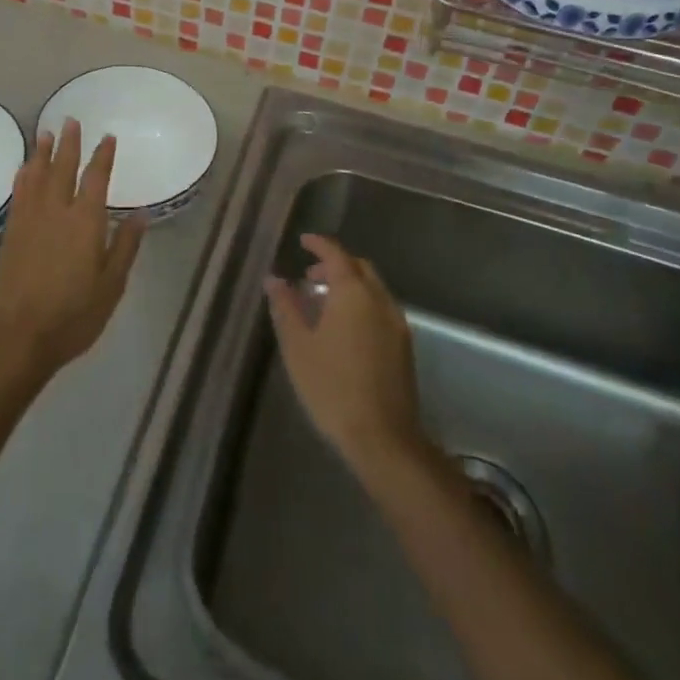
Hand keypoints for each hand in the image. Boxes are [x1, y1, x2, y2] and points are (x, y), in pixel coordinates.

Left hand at [0, 118, 146, 382]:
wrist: (16, 336)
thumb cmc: (72, 315)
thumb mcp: (111, 286)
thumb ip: (125, 247)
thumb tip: (141, 214)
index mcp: (84, 222)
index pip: (96, 179)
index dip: (103, 157)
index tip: (108, 137)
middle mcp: (56, 212)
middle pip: (62, 169)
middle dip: (69, 144)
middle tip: (71, 120)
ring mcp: (30, 221)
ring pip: (37, 176)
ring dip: (42, 153)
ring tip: (45, 133)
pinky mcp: (11, 233)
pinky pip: (19, 194)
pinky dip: (23, 176)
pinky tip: (24, 170)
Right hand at [265, 235, 427, 479]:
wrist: (383, 438)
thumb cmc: (332, 387)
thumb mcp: (298, 346)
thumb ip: (286, 307)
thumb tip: (274, 279)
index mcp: (353, 293)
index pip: (336, 254)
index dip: (319, 244)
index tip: (303, 241)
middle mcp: (380, 300)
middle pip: (359, 267)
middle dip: (335, 264)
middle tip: (310, 276)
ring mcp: (396, 323)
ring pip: (373, 288)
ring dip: (350, 285)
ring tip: (324, 303)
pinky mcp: (404, 346)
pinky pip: (381, 308)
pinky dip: (362, 303)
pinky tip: (344, 328)